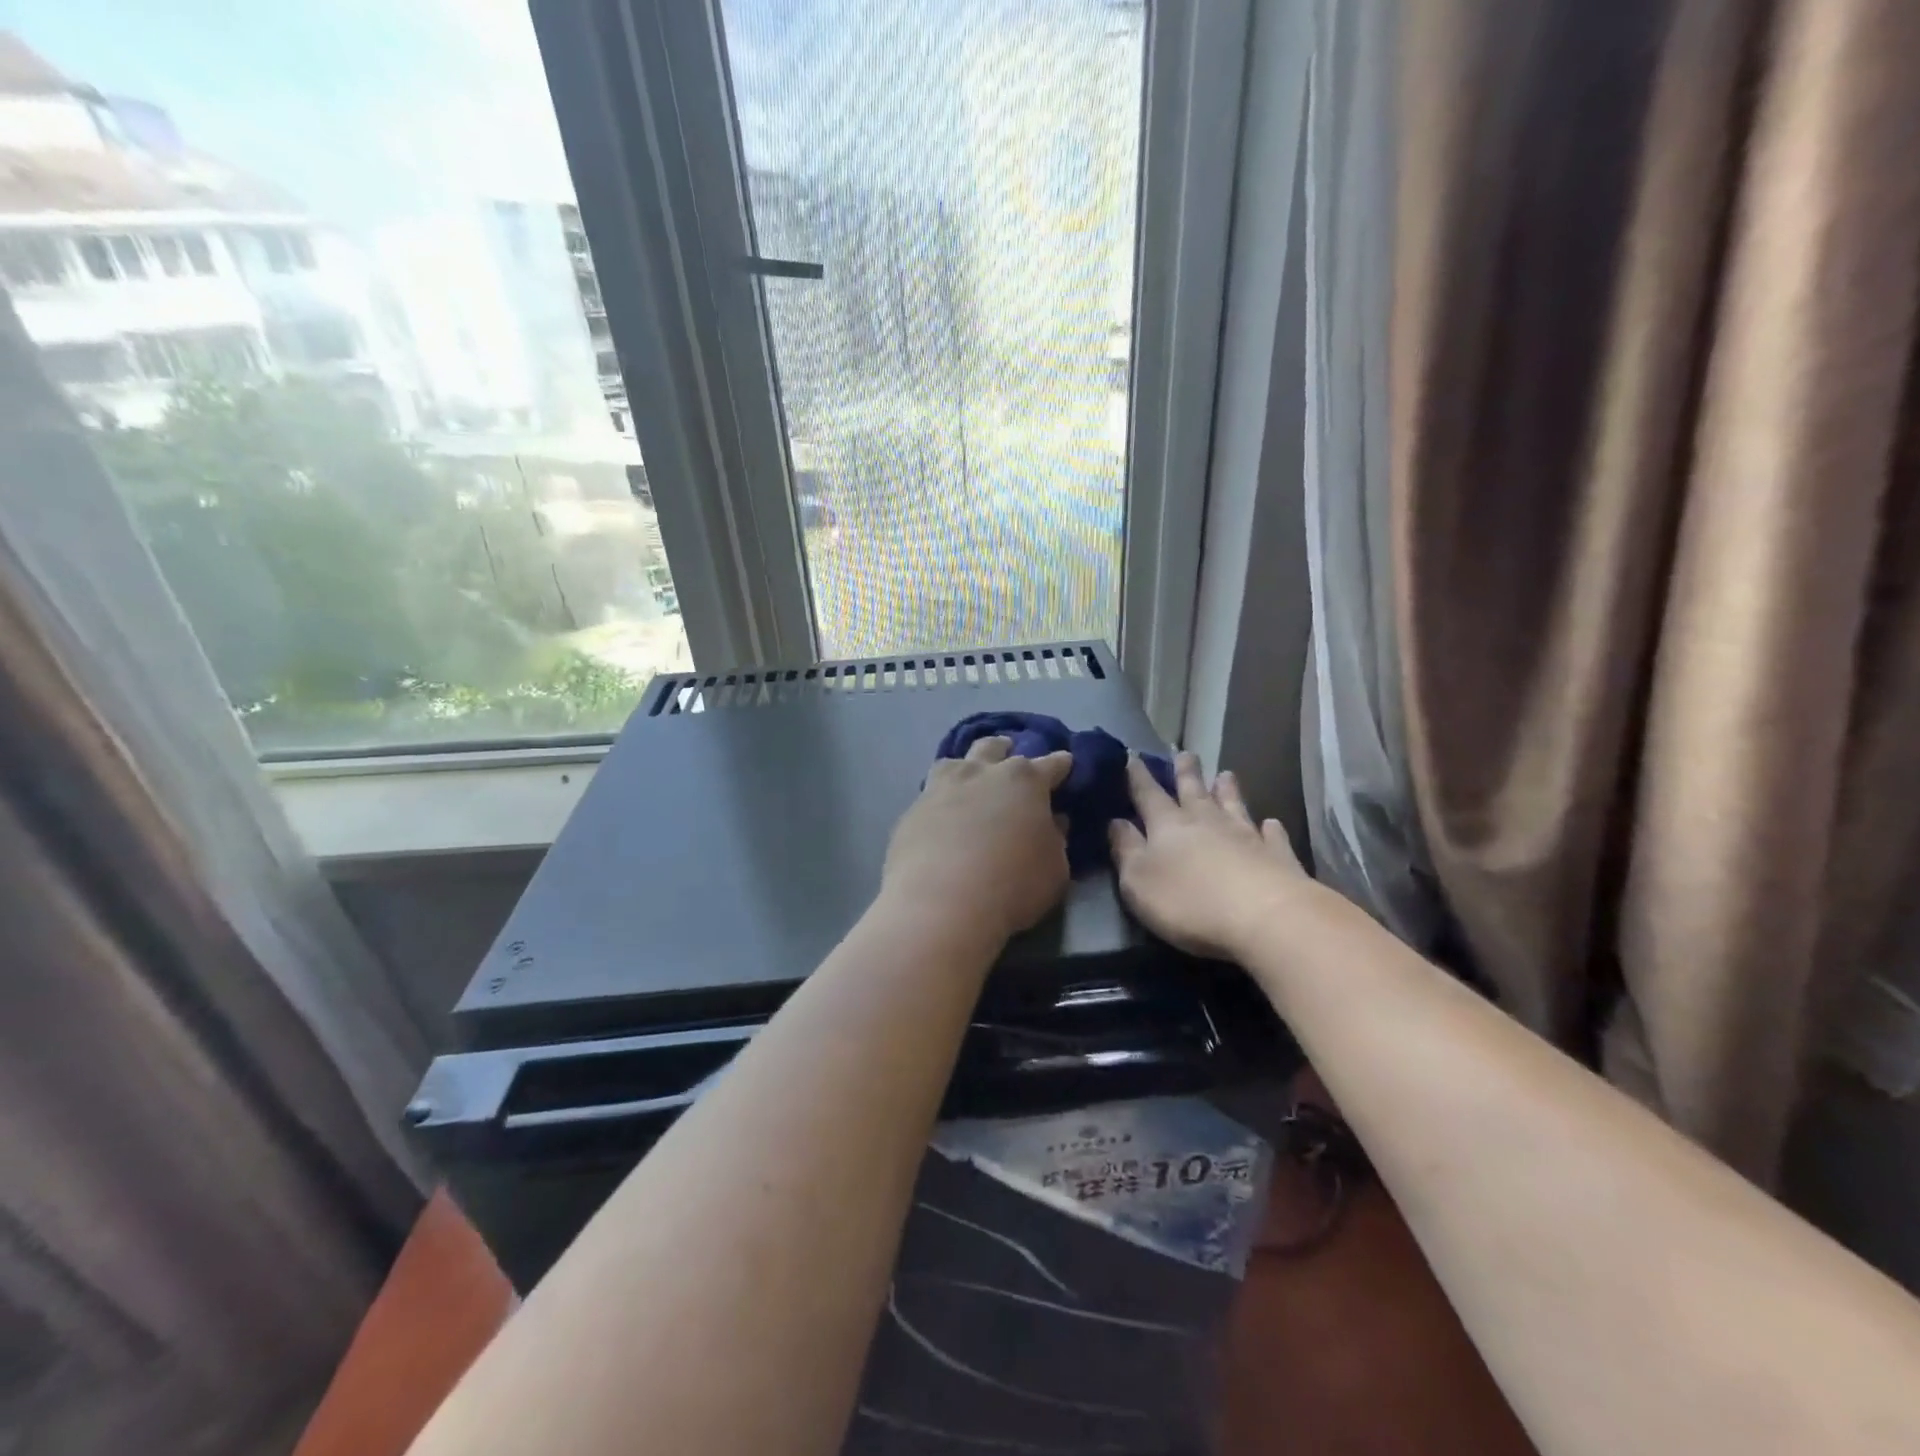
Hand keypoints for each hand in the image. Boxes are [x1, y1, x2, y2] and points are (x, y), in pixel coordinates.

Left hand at [883, 737, 1074, 943]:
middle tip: (1010, 757)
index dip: (1060, 765)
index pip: (1051, 764)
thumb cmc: (1012, 885)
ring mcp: (942, 787)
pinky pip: (930, 794)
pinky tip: (941, 814)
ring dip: (967, 766)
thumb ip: (1056, 839)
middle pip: (995, 748)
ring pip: (956, 761)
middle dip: (1006, 750)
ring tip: (969, 778)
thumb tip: (1053, 821)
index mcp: (1025, 781)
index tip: (1065, 764)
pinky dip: (941, 799)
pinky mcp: (912, 810)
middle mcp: (982, 773)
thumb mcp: (1055, 868)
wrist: (941, 904)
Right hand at [1109, 751, 1306, 959]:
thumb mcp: (1138, 881)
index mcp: (1167, 825)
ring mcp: (1245, 836)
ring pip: (1233, 804)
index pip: (1148, 794)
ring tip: (1225, 774)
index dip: (1138, 776)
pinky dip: (1270, 828)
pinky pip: (1272, 836)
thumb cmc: (1189, 902)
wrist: (1265, 917)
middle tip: (1185, 753)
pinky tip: (1271, 823)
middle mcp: (1206, 821)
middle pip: (1193, 790)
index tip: (1133, 756)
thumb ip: (1126, 849)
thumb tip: (1116, 822)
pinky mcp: (1277, 856)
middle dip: (1186, 772)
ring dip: (1227, 790)